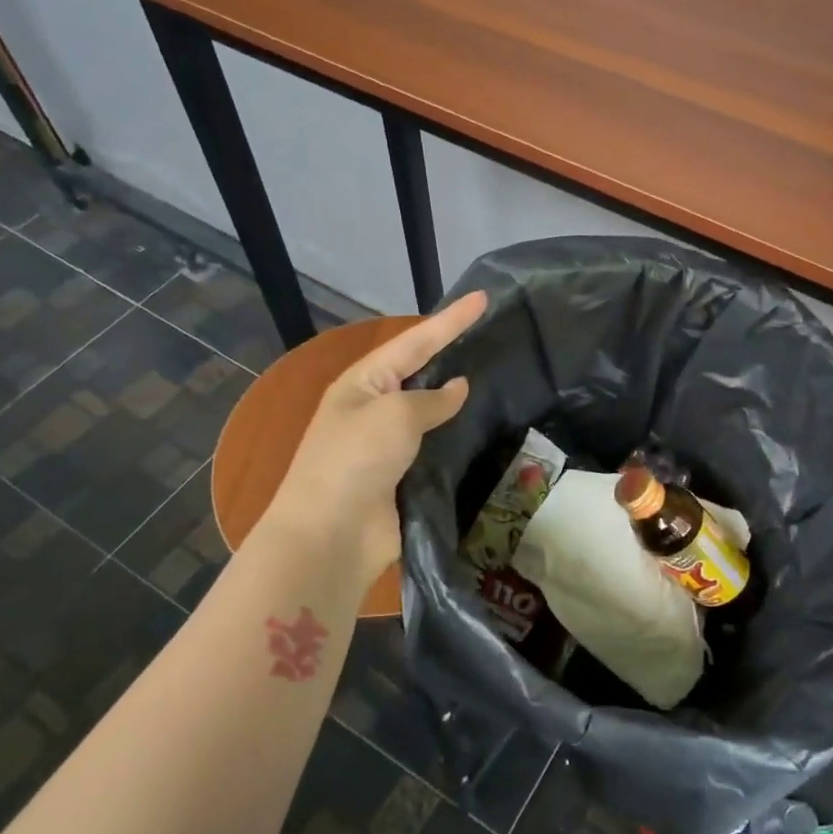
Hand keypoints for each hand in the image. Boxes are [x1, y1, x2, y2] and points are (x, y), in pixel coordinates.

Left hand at [262, 291, 487, 589]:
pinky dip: (460, 439)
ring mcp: (389, 445)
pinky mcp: (405, 477)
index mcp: (364, 383)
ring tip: (502, 380)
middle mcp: (375, 408)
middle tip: (496, 336)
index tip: (484, 298)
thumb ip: (432, 399)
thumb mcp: (395, 415)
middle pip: (423, 373)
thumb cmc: (355, 460)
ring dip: (462, 401)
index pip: (415, 341)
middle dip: (455, 355)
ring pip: (434, 413)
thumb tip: (458, 388)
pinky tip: (489, 431)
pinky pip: (438, 449)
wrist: (330, 535)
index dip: (451, 320)